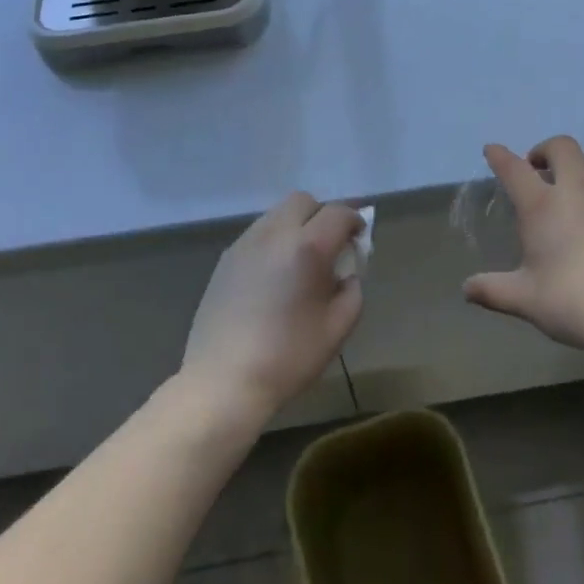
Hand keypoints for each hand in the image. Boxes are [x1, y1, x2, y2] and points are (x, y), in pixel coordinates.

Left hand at [181, 192, 364, 421]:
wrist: (223, 382)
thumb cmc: (288, 357)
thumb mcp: (338, 328)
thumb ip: (352, 290)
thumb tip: (346, 274)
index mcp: (307, 247)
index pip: (338, 213)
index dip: (355, 220)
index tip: (359, 239)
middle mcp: (275, 234)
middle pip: (304, 201)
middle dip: (323, 215)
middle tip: (330, 245)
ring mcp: (246, 243)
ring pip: (277, 213)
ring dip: (296, 225)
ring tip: (300, 260)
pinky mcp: (226, 259)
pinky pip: (258, 233)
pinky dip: (274, 240)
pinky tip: (274, 274)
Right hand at [463, 136, 583, 354]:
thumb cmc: (573, 301)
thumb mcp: (526, 299)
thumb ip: (493, 290)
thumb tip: (467, 289)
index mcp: (542, 206)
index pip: (514, 169)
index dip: (500, 156)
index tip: (493, 150)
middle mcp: (576, 190)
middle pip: (561, 147)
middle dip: (545, 150)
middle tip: (538, 169)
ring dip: (580, 163)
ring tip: (573, 184)